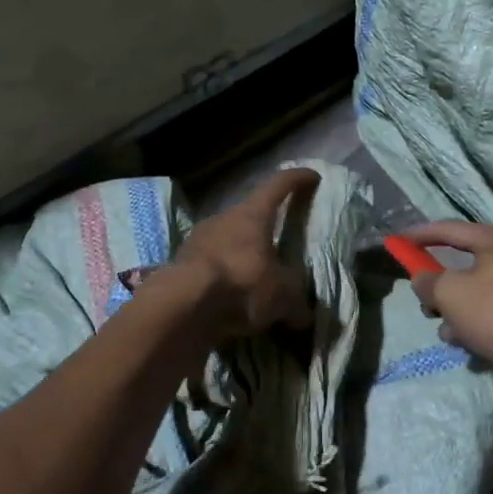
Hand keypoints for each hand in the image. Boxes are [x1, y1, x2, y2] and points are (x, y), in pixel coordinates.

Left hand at [170, 167, 319, 338]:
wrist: (182, 306)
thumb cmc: (242, 285)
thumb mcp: (282, 296)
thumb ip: (296, 302)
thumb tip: (304, 317)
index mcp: (253, 215)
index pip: (278, 185)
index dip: (297, 179)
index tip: (312, 177)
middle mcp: (224, 218)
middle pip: (249, 214)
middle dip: (264, 226)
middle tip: (278, 242)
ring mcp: (197, 239)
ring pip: (226, 239)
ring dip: (240, 253)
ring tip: (253, 274)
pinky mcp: (180, 263)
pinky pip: (209, 264)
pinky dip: (221, 275)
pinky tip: (229, 295)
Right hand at [408, 222, 492, 400]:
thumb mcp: (451, 294)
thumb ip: (430, 283)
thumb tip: (423, 279)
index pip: (450, 229)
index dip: (421, 235)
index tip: (398, 242)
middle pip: (469, 265)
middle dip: (443, 288)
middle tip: (428, 307)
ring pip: (485, 294)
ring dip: (462, 313)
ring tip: (451, 335)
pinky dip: (485, 326)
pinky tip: (475, 348)